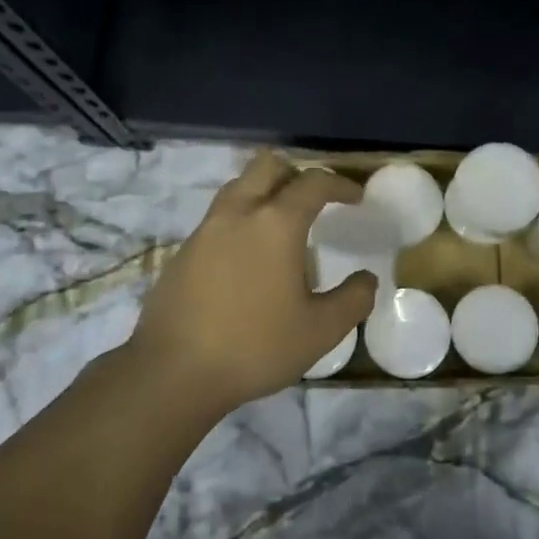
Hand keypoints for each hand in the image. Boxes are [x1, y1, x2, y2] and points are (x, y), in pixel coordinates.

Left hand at [125, 151, 377, 413]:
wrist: (172, 372)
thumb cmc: (254, 347)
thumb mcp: (320, 331)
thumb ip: (352, 300)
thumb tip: (366, 279)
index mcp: (275, 224)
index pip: (313, 183)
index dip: (339, 184)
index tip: (355, 198)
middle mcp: (238, 213)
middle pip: (267, 166)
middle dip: (296, 173)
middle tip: (314, 201)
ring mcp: (205, 230)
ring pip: (238, 187)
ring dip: (264, 192)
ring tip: (281, 225)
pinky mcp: (183, 251)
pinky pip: (218, 217)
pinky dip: (241, 220)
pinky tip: (248, 258)